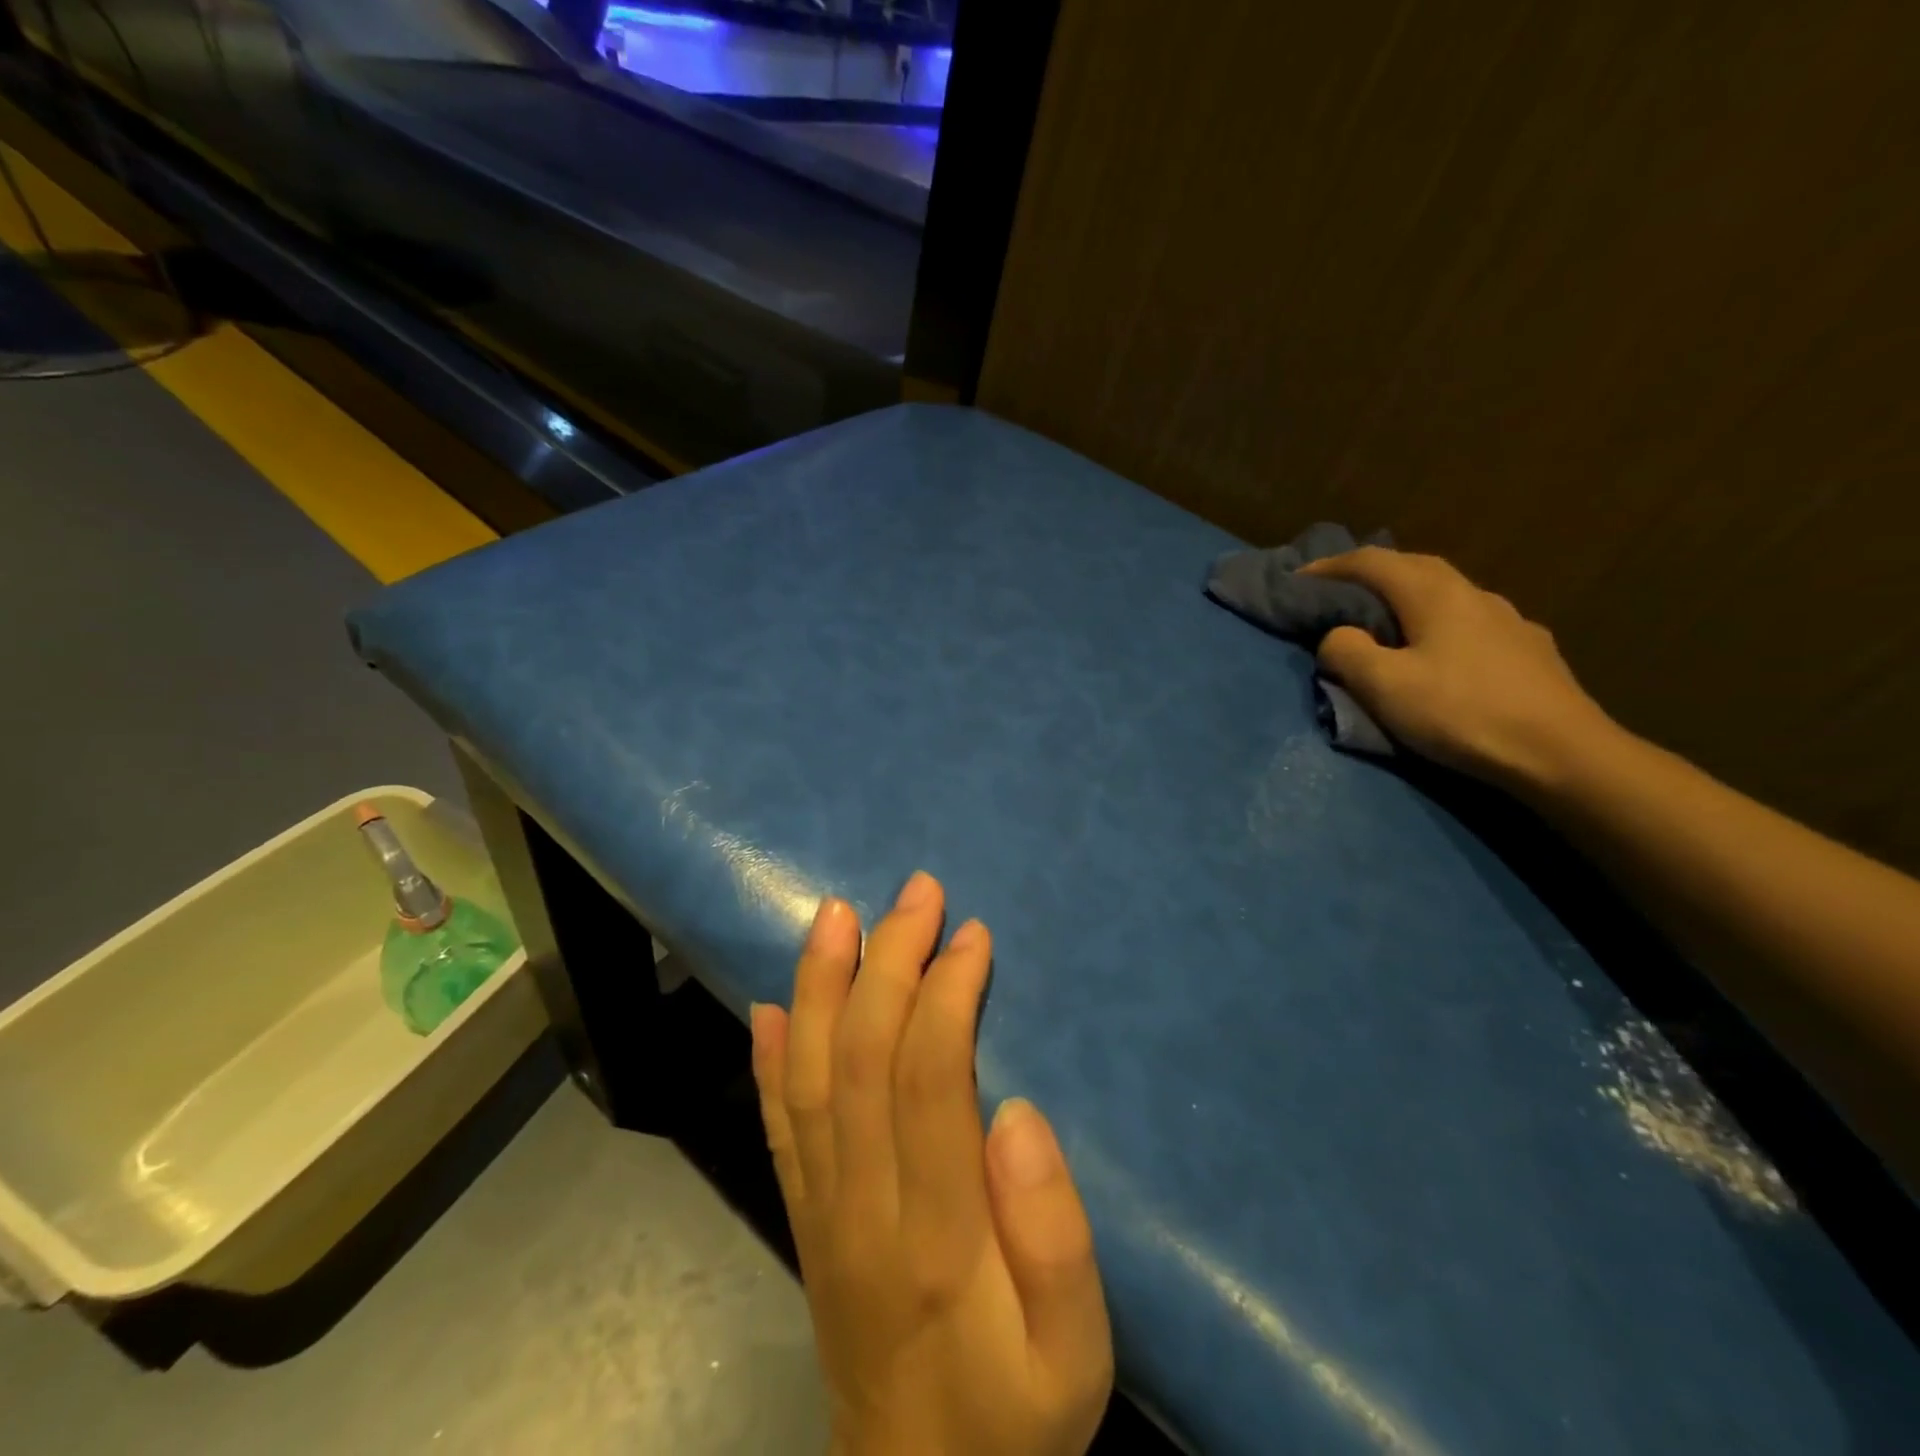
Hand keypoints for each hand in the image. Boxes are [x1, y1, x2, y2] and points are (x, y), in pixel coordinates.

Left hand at [751, 873, 1112, 1455]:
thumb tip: (1015, 1112)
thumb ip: (1055, 1235)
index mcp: (938, 1233)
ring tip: (836, 914)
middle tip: (916, 892)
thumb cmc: (1016, 1415)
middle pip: (861, 1058)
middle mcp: (862, 1207)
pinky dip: (769, 1061)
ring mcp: (821, 1211)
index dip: (945, 994)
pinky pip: (777, 1129)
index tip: (971, 936)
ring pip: (808, 1078)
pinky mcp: (805, 1220)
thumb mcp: (1079, 1354)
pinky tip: (772, 1007)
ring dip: (821, 985)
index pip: (927, 1079)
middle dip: (887, 960)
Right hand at [1301, 548, 1617, 790]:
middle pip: (1414, 567)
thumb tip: (1337, 636)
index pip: (1373, 562)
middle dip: (1371, 572)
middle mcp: (1473, 595)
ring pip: (1447, 592)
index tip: (1297, 579)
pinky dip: (1441, 622)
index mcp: (1434, 595)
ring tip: (1387, 620)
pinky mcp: (1529, 650)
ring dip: (1409, 596)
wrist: (1562, 753)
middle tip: (1338, 592)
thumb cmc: (1462, 713)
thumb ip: (1347, 652)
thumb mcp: (1384, 686)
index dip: (1330, 566)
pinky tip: (1443, 650)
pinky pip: (1472, 621)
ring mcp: (1509, 620)